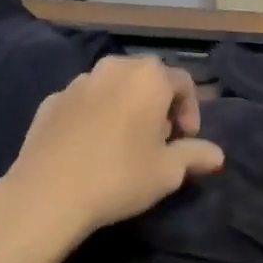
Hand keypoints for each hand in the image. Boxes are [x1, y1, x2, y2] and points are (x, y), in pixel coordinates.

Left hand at [0, 56, 224, 248]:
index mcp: (149, 77)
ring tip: (124, 143)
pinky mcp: (50, 101)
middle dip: (158, 105)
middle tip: (158, 140)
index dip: (191, 111)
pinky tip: (91, 148)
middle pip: (147, 79)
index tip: (186, 140)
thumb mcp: (169, 171)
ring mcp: (78, 82)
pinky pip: (84, 102)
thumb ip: (196, 155)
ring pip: (113, 87)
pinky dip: (94, 116)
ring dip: (125, 107)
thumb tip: (217, 155)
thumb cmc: (119, 176)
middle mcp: (114, 68)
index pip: (184, 83)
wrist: (46, 195)